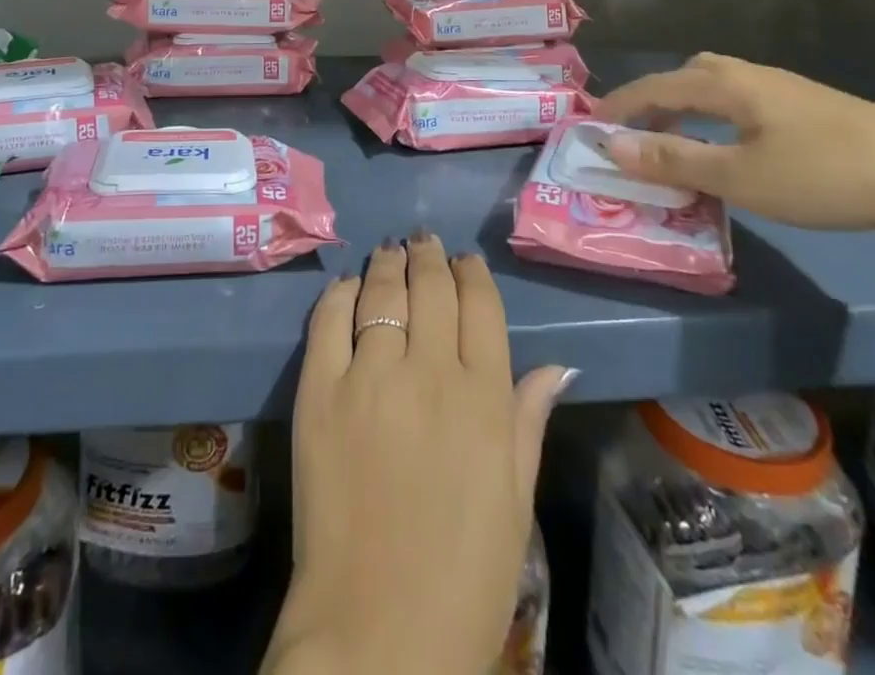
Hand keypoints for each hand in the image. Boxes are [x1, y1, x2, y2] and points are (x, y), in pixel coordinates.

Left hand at [263, 236, 573, 674]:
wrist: (378, 632)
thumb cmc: (464, 576)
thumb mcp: (514, 501)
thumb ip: (528, 422)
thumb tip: (556, 366)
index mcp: (483, 399)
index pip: (480, 307)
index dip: (472, 274)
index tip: (465, 261)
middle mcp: (428, 373)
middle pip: (430, 288)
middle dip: (430, 256)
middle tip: (423, 242)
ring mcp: (368, 377)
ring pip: (381, 292)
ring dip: (388, 264)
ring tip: (390, 250)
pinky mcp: (318, 391)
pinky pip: (328, 320)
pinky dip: (340, 294)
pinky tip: (347, 286)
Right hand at [594, 53, 874, 243]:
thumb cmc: (825, 176)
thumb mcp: (739, 177)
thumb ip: (673, 160)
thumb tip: (610, 145)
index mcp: (727, 84)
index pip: (655, 87)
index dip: (619, 105)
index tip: (589, 125)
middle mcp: (753, 77)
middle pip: (688, 75)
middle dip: (655, 99)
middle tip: (636, 132)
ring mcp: (788, 93)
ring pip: (721, 88)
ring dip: (689, 109)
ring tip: (679, 140)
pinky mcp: (816, 114)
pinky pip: (746, 105)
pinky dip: (720, 120)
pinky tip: (736, 149)